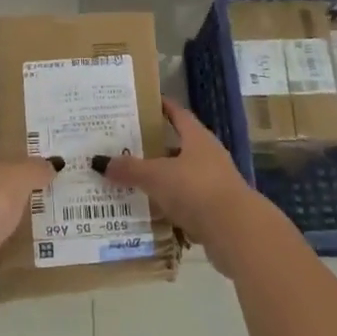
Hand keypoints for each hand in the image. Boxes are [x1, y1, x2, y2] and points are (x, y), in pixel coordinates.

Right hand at [105, 98, 268, 275]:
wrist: (237, 232)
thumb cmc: (196, 190)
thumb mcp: (157, 176)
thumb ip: (130, 169)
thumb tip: (99, 161)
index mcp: (197, 138)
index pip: (178, 113)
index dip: (162, 107)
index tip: (143, 103)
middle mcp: (208, 156)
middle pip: (178, 146)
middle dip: (155, 147)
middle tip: (126, 146)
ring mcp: (215, 184)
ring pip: (182, 176)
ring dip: (162, 179)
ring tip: (132, 181)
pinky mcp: (216, 211)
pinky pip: (186, 203)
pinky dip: (169, 206)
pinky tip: (150, 212)